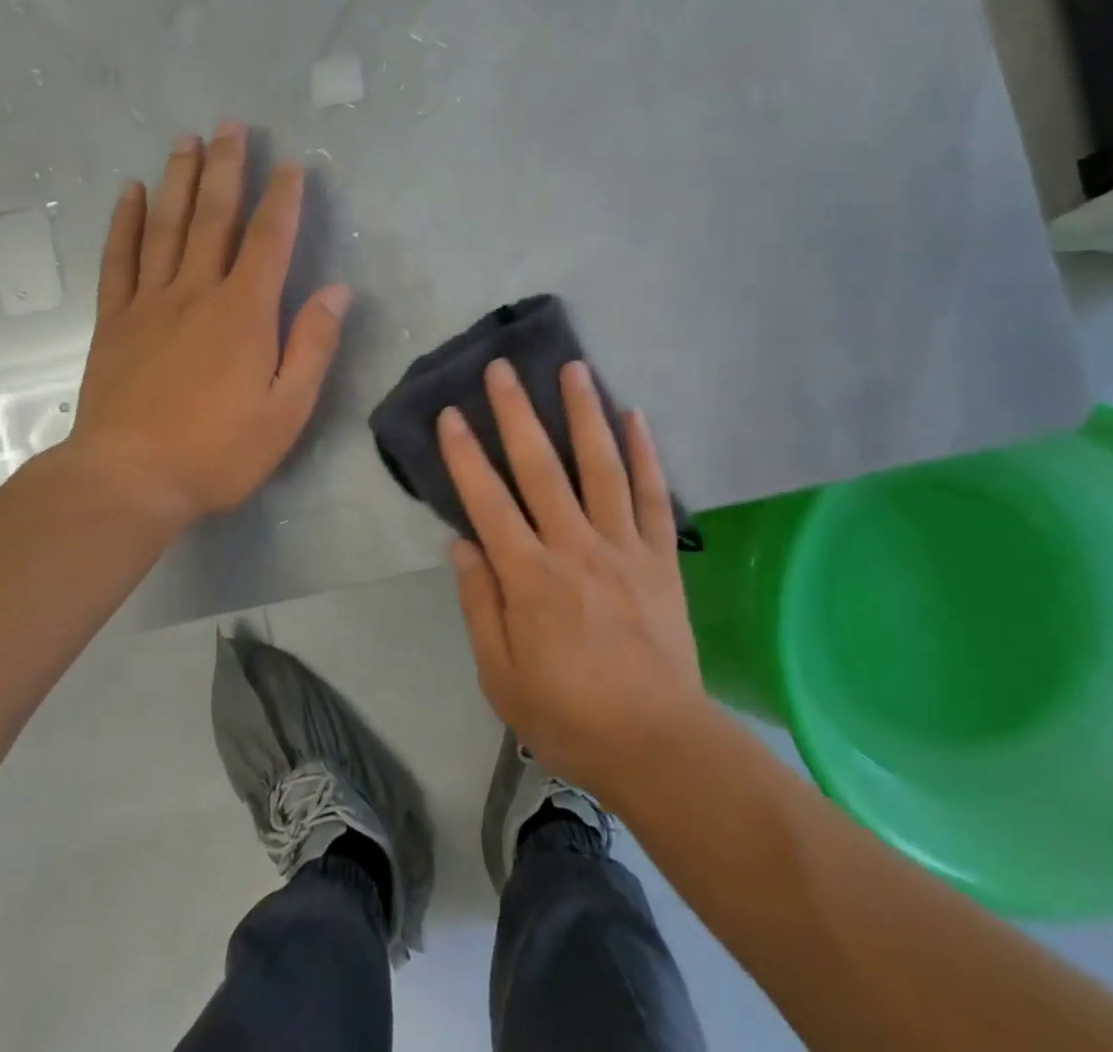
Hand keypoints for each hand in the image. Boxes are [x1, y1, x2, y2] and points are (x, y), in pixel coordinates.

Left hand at [55, 122, 351, 530]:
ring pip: (166, 226)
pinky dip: (125, 222)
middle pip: (213, 217)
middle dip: (226, 168)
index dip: (283, 199)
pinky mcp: (115, 321)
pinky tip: (130, 192)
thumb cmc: (218, 450)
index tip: (292, 164)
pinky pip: (119, 259)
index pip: (269, 240)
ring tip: (185, 139)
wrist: (129, 479)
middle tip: (231, 124)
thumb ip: (312, 345)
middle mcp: (196, 292)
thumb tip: (337, 291)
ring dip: (178, 179)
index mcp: (244, 312)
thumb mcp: (286, 409)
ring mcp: (149, 302)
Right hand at [441, 359, 707, 801]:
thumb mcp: (501, 676)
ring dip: (584, 413)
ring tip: (573, 367)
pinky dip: (645, 454)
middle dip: (517, 413)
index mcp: (530, 578)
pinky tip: (635, 415)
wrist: (658, 745)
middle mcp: (575, 548)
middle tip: (503, 367)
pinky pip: (653, 496)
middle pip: (541, 468)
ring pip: (600, 466)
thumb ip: (478, 604)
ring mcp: (623, 547)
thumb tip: (460, 543)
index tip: (450, 414)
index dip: (465, 456)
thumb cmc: (568, 715)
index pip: (488, 502)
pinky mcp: (661, 557)